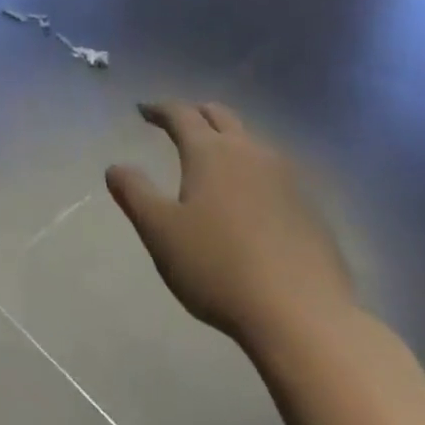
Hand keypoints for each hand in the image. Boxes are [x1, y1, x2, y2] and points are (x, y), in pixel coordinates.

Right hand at [107, 102, 355, 362]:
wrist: (303, 316)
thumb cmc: (219, 267)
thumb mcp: (160, 231)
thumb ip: (134, 193)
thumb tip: (115, 167)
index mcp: (210, 152)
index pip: (180, 114)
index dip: (159, 109)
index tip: (143, 110)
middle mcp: (249, 152)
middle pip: (220, 116)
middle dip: (196, 114)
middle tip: (178, 125)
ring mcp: (285, 178)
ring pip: (250, 141)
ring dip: (227, 140)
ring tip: (213, 160)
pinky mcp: (309, 207)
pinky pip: (274, 172)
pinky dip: (252, 170)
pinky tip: (249, 199)